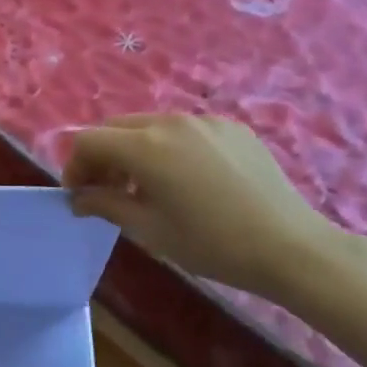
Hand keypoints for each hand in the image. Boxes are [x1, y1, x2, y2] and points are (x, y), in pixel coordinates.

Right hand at [62, 114, 366, 306]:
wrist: (290, 247)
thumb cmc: (212, 244)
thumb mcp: (150, 230)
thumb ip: (106, 205)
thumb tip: (78, 197)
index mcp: (145, 146)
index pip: (89, 141)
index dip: (75, 166)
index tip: (79, 195)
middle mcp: (169, 121)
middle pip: (117, 127)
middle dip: (103, 155)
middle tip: (108, 190)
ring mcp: (203, 119)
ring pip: (150, 125)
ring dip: (135, 150)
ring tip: (148, 187)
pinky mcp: (231, 126)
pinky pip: (185, 129)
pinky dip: (171, 148)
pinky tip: (189, 180)